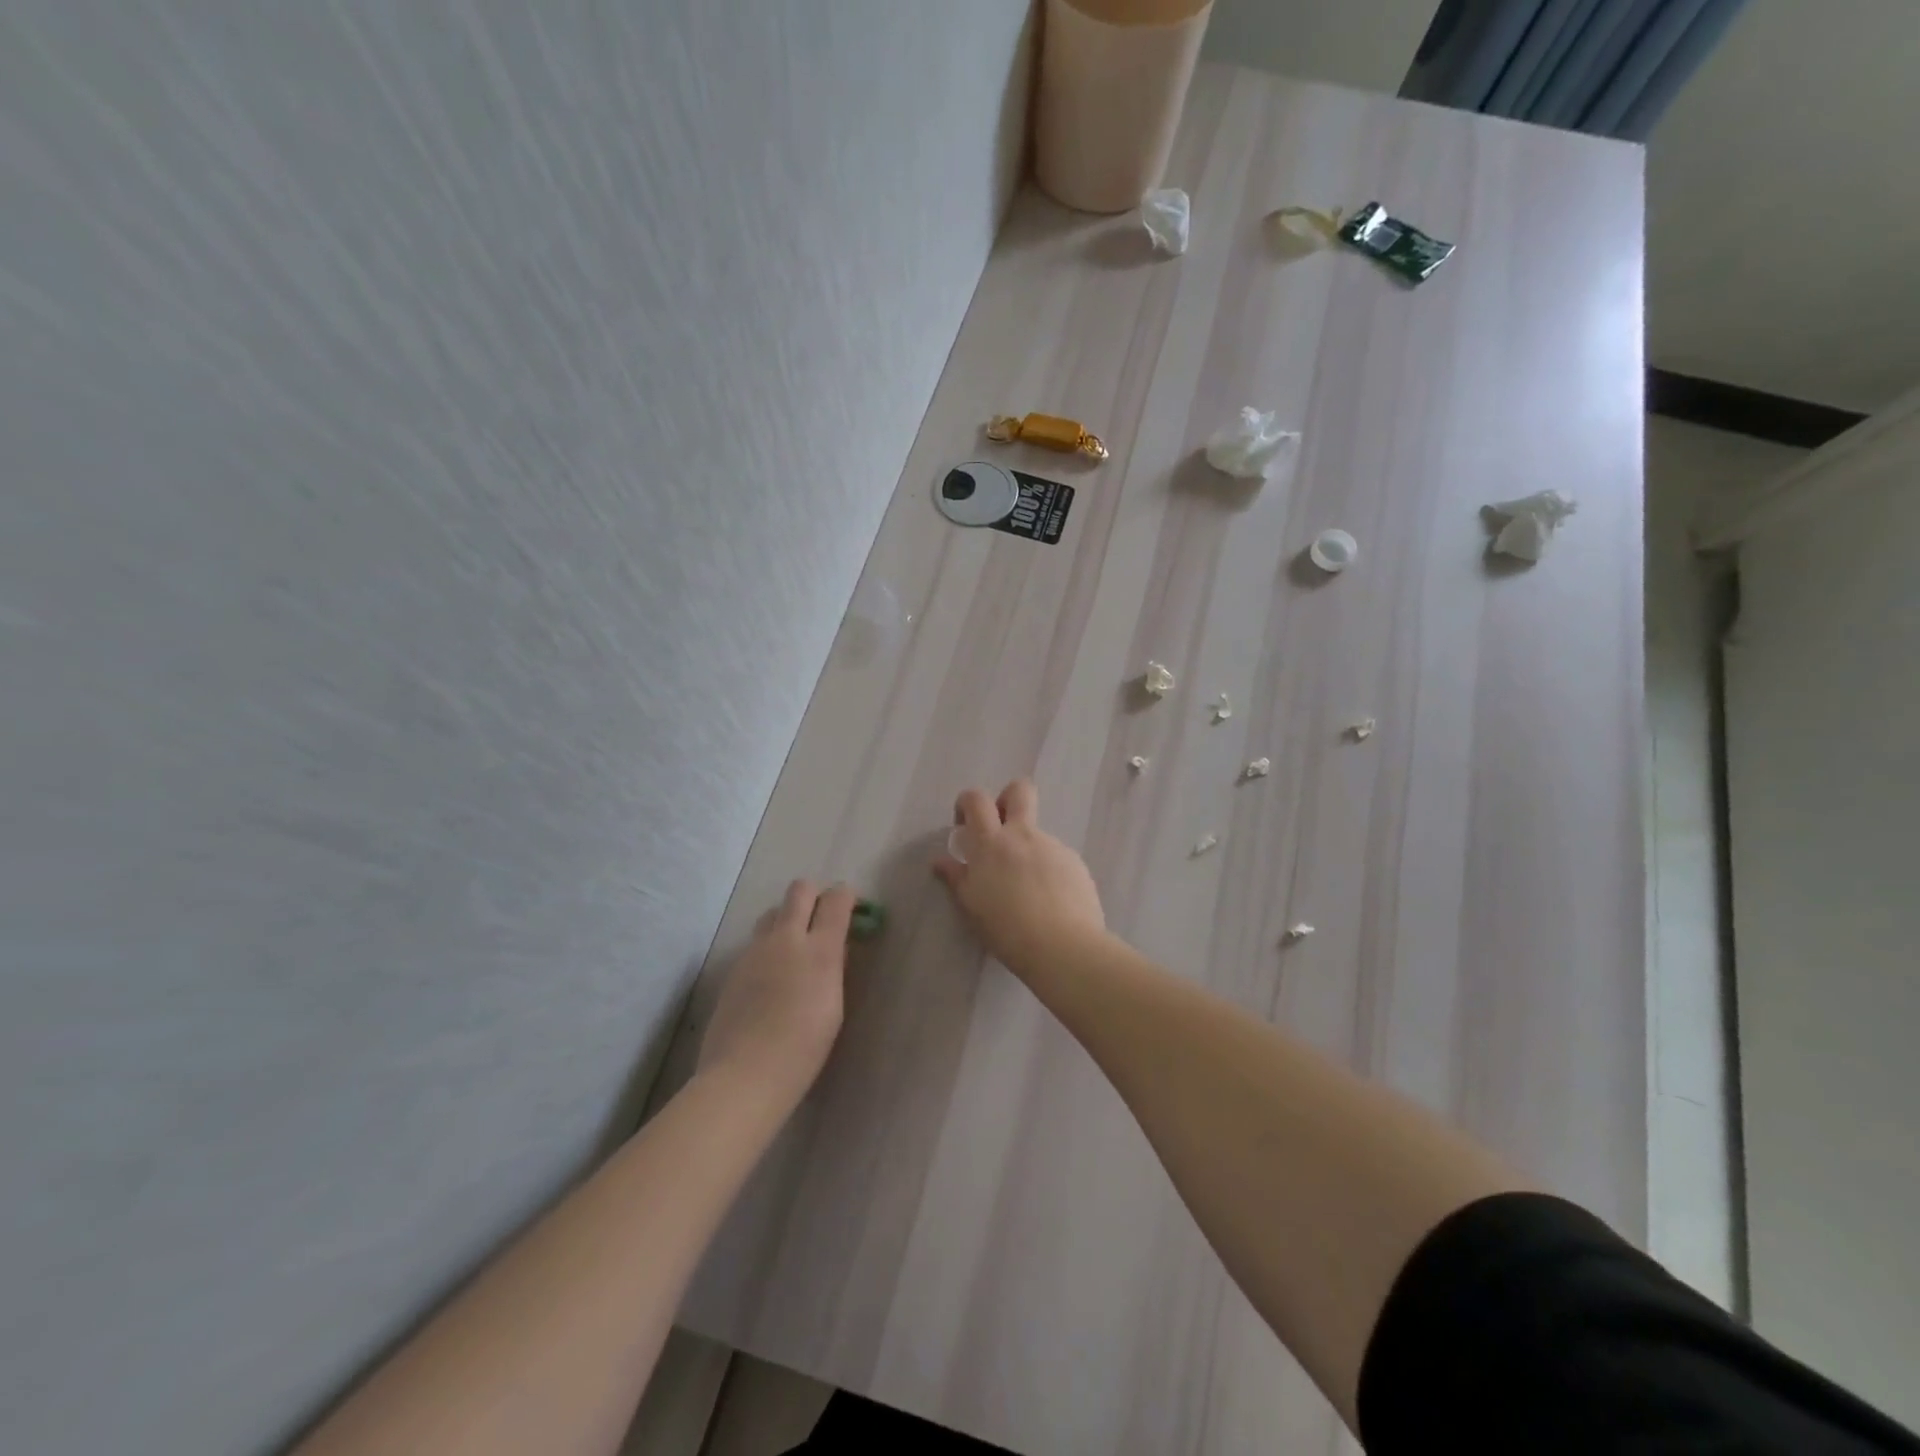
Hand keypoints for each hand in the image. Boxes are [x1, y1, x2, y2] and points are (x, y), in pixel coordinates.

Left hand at [697, 880, 853, 1096]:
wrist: (744, 1074)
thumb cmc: (803, 1050)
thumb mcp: (833, 1006)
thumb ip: (834, 967)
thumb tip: (835, 946)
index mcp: (819, 950)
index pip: (836, 898)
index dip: (847, 897)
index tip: (853, 909)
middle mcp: (786, 939)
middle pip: (800, 889)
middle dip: (816, 896)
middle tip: (823, 920)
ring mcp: (755, 950)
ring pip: (773, 911)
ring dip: (788, 918)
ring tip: (796, 948)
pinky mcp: (735, 967)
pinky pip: (757, 941)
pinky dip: (770, 946)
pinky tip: (773, 977)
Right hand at [932, 780, 1105, 974]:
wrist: (1064, 947)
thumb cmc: (1007, 929)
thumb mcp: (972, 906)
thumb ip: (956, 878)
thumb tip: (940, 861)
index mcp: (992, 843)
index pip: (976, 799)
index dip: (968, 804)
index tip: (965, 827)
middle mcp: (1024, 835)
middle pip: (1019, 791)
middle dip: (1007, 799)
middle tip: (1000, 830)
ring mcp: (1053, 846)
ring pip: (1037, 834)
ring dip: (1027, 850)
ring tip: (1027, 892)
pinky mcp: (1075, 863)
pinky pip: (1056, 857)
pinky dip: (1048, 872)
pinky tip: (1049, 902)